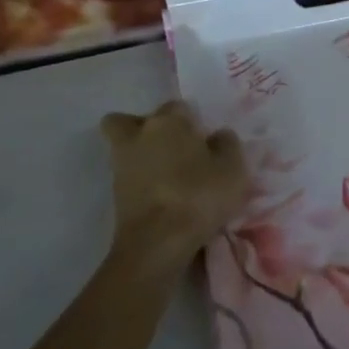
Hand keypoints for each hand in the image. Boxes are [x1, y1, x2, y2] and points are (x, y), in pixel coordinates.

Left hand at [100, 102, 247, 264]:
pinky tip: (163, 193)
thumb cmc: (199, 194)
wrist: (157, 242)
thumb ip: (227, 144)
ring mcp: (121, 165)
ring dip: (140, 154)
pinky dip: (140, 180)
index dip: (191, 120)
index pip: (178, 106)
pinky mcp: (114, 194)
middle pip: (128, 121)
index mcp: (168, 121)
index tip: (204, 138)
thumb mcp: (233, 167)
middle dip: (144, 127)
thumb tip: (217, 136)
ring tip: (169, 173)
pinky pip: (127, 175)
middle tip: (171, 145)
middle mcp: (138, 136)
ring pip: (123, 148)